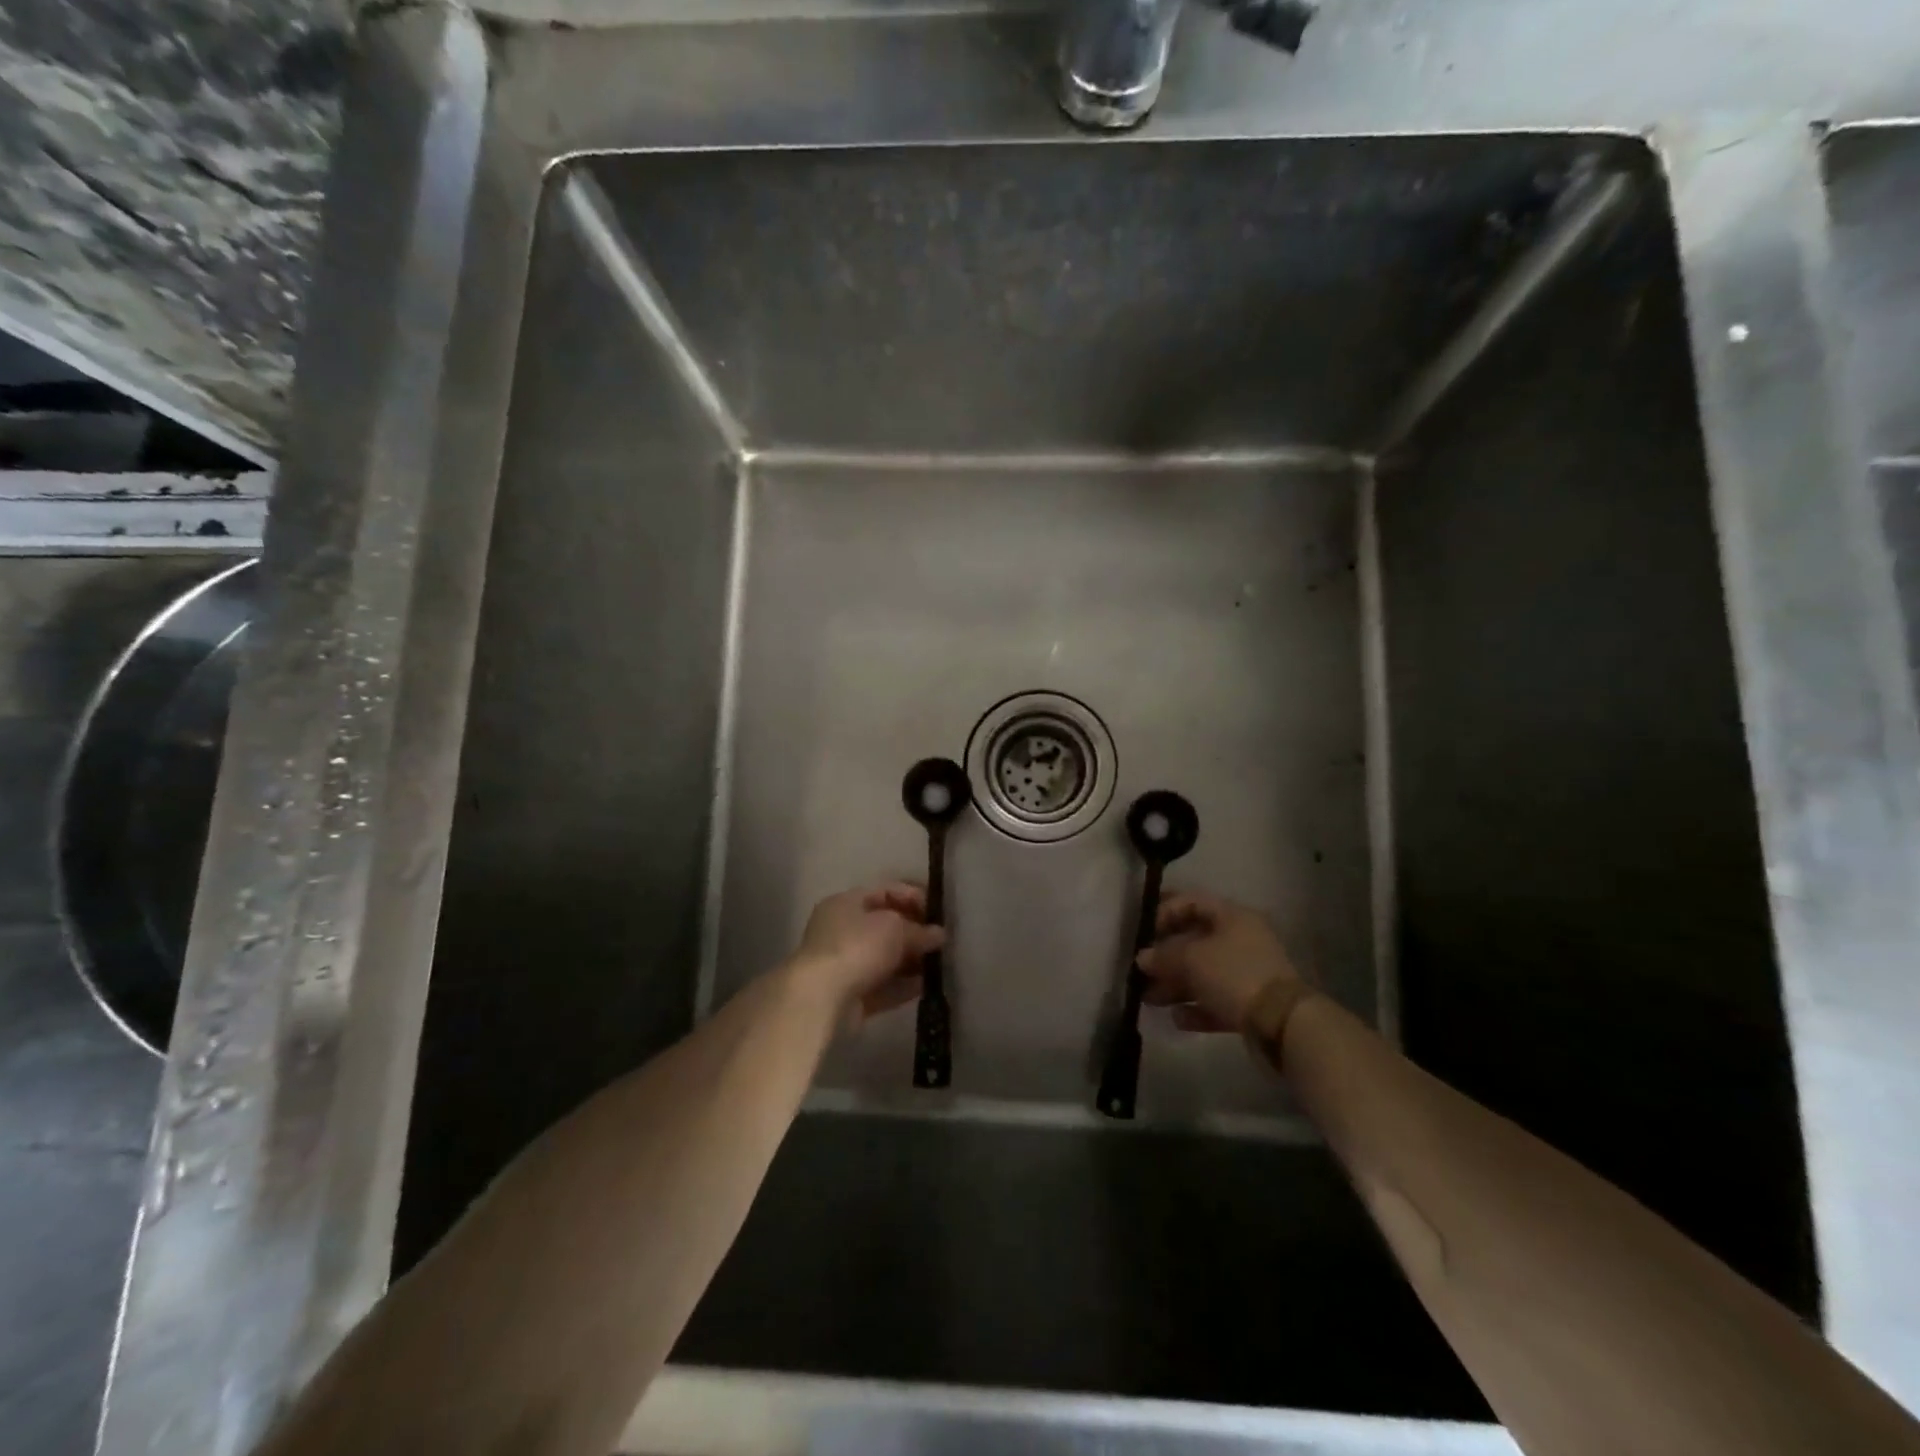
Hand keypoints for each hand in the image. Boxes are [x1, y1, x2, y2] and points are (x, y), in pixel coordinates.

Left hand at [788, 882, 944, 1029]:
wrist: (821, 998)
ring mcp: (844, 964)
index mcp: (846, 903)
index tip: (937, 911)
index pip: (884, 892)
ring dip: (911, 961)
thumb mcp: (894, 928)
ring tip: (938, 965)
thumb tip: (938, 935)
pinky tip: (926, 987)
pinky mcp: (849, 995)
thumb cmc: (857, 947)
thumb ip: (919, 930)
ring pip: (884, 958)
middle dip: (913, 932)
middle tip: (941, 941)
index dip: (912, 897)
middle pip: (884, 927)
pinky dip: (903, 986)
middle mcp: (841, 930)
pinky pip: (882, 986)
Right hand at [1137, 892, 1305, 1033]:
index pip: (1192, 902)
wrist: (1282, 1022)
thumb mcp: (1191, 959)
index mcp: (1232, 917)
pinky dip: (1196, 1008)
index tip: (1145, 932)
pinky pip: (1216, 1000)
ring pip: (1203, 974)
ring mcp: (1247, 973)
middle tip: (1141, 971)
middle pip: (1195, 941)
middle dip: (1166, 957)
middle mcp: (1241, 940)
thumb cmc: (1233, 974)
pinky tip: (1177, 1019)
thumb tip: (1142, 958)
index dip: (1165, 912)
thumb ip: (1163, 956)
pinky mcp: (1251, 1004)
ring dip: (1175, 985)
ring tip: (1150, 999)